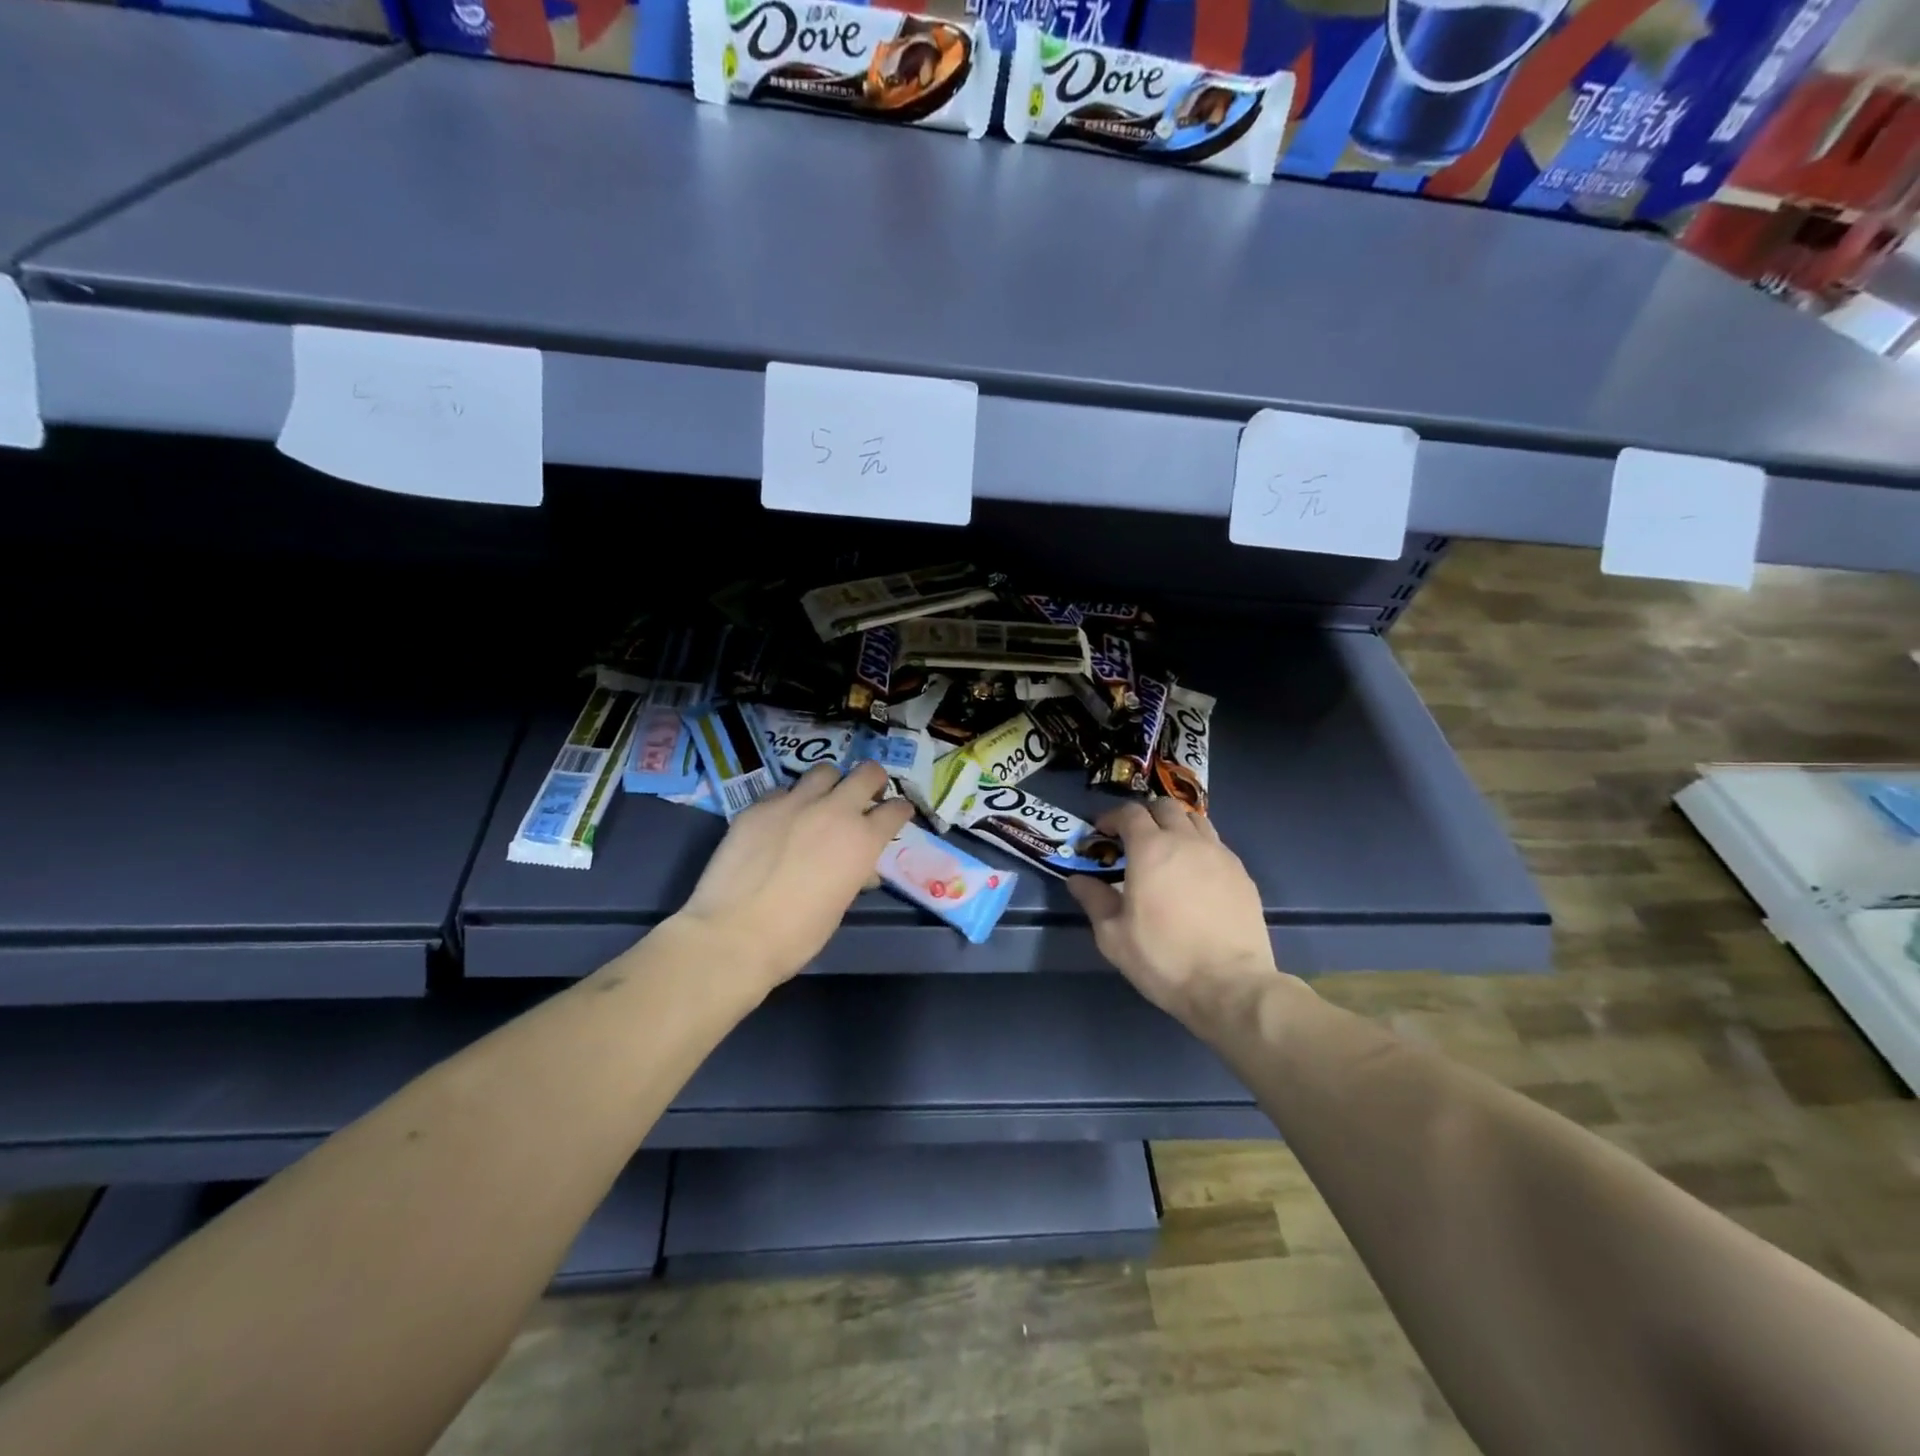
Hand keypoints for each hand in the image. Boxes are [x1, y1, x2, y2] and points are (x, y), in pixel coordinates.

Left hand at [676, 760, 913, 988]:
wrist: (734, 933)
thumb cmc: (798, 934)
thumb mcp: (840, 905)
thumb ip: (854, 875)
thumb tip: (860, 869)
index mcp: (863, 839)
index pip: (896, 809)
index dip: (899, 811)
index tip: (896, 815)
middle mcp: (834, 810)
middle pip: (866, 773)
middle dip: (873, 781)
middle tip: (866, 796)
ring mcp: (794, 802)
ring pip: (824, 771)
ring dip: (830, 784)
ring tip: (821, 801)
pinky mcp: (759, 805)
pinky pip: (783, 791)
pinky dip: (789, 801)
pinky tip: (780, 822)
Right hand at [1068, 800, 1277, 1020]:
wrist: (1230, 985)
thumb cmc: (1164, 958)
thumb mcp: (1113, 935)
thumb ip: (1094, 900)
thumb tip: (1078, 880)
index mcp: (1151, 849)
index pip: (1129, 812)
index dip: (1111, 817)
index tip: (1100, 833)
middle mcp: (1187, 841)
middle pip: (1165, 807)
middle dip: (1144, 815)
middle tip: (1132, 839)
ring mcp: (1220, 855)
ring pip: (1195, 820)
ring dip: (1175, 826)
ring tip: (1165, 851)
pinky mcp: (1241, 874)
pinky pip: (1216, 845)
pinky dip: (1198, 847)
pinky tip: (1193, 875)